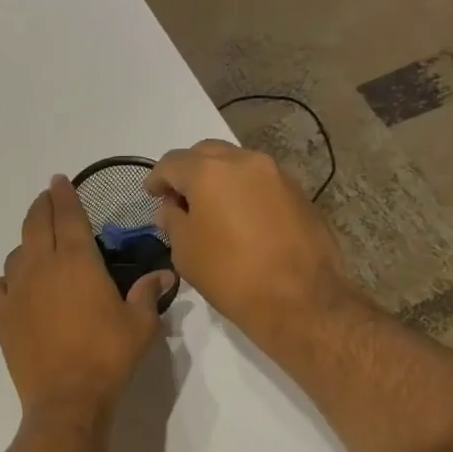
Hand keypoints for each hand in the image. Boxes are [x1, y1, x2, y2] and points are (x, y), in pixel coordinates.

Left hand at [0, 177, 174, 426]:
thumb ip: (148, 293)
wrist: (66, 398)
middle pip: (35, 224)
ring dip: (26, 244)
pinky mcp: (1, 316)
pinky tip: (15, 289)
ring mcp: (16, 290)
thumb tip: (163, 274)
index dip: (64, 195)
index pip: (67, 215)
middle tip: (48, 199)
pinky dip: (5, 281)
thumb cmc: (108, 357)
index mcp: (77, 260)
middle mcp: (41, 266)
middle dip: (42, 206)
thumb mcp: (140, 324)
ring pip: (16, 254)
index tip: (60, 181)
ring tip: (37, 248)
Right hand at [146, 140, 364, 357]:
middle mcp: (244, 161)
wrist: (300, 298)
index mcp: (209, 172)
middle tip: (180, 199)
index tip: (152, 195)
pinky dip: (243, 192)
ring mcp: (276, 174)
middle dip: (188, 172)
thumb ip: (173, 221)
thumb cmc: (230, 274)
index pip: (172, 163)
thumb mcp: (185, 252)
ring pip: (237, 164)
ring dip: (218, 179)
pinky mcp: (298, 192)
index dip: (157, 179)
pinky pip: (260, 182)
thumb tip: (172, 208)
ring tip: (211, 209)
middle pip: (206, 153)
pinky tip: (240, 219)